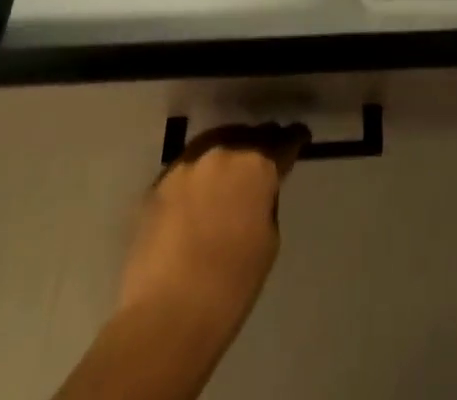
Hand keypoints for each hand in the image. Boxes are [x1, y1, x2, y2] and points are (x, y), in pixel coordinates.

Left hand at [118, 123, 308, 322]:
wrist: (164, 319)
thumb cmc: (229, 287)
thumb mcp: (268, 242)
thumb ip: (266, 203)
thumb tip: (257, 193)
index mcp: (257, 165)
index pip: (284, 141)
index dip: (294, 140)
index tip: (299, 139)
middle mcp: (223, 152)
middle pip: (248, 137)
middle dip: (259, 145)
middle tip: (264, 157)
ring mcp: (186, 165)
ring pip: (215, 145)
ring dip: (226, 154)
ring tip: (229, 171)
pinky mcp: (157, 185)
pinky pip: (187, 169)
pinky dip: (198, 176)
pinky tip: (198, 194)